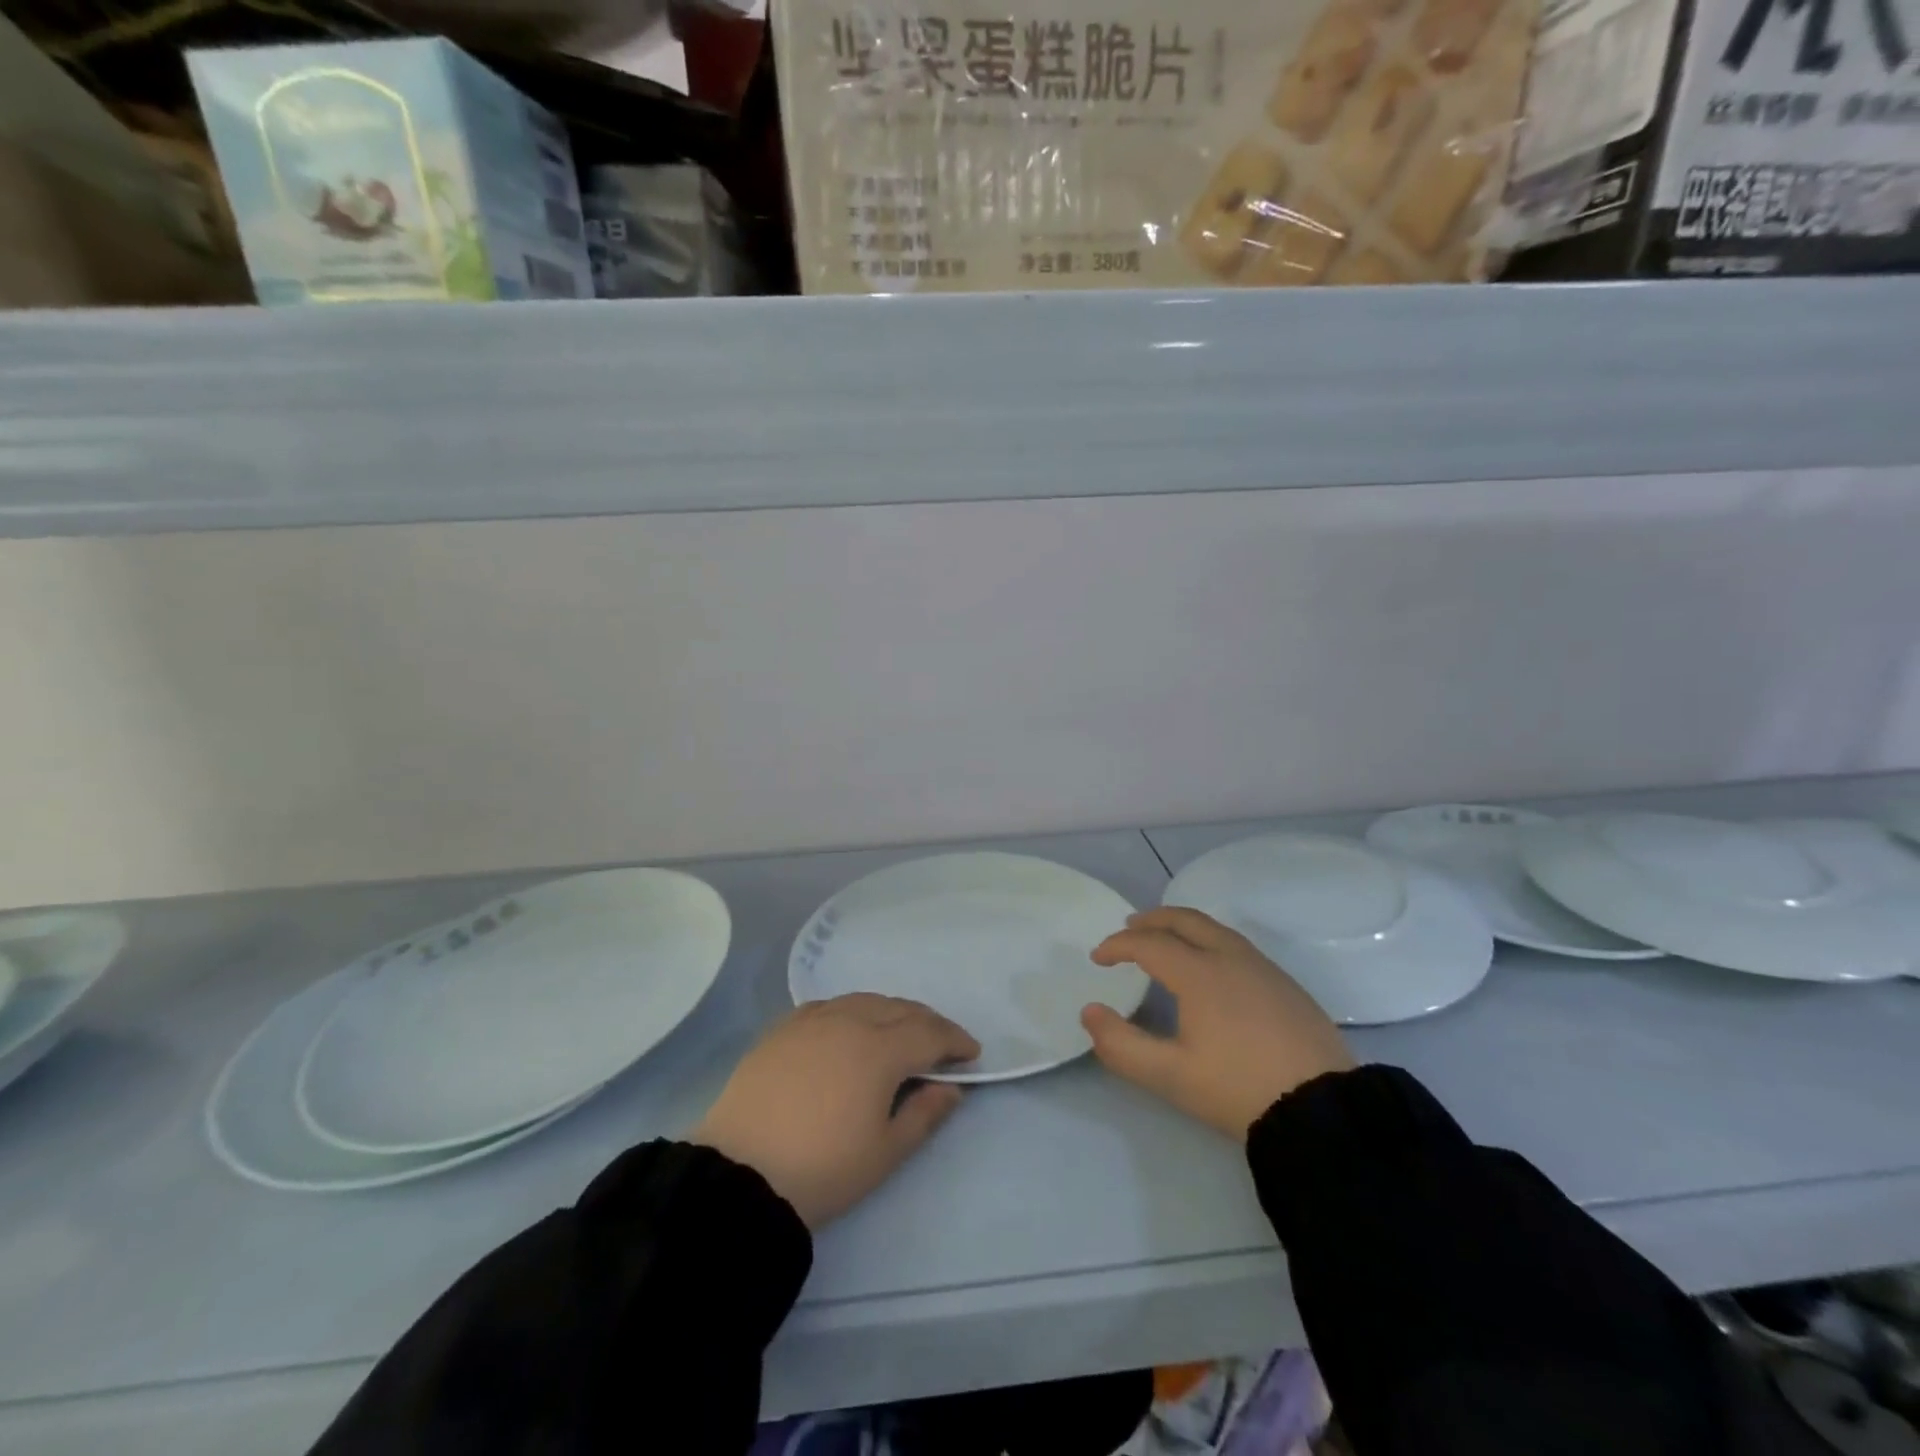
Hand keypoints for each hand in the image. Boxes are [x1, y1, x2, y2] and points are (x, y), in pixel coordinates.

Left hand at [691, 993, 979, 1227]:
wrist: (739, 1174)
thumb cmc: (822, 1169)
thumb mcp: (884, 1152)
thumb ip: (924, 1114)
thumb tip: (951, 1088)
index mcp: (880, 1049)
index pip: (929, 1033)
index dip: (956, 1040)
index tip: (972, 1054)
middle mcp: (849, 1021)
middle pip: (900, 1009)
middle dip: (928, 1023)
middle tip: (943, 1043)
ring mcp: (812, 1020)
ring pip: (865, 1001)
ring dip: (892, 1012)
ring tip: (901, 1032)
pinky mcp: (783, 1028)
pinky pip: (830, 1006)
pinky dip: (854, 1011)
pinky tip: (851, 1028)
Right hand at [1081, 907, 1355, 1139]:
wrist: (1323, 1110)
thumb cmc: (1238, 1089)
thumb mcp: (1170, 1076)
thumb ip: (1121, 1045)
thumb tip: (1090, 1012)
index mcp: (1199, 973)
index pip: (1149, 943)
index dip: (1118, 945)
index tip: (1098, 958)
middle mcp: (1230, 957)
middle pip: (1185, 920)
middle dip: (1152, 920)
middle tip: (1129, 928)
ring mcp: (1264, 968)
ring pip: (1215, 929)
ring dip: (1183, 927)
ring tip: (1167, 941)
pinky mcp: (1286, 985)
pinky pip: (1237, 945)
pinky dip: (1210, 941)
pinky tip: (1211, 968)